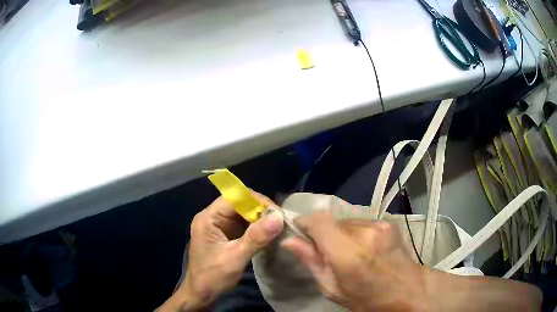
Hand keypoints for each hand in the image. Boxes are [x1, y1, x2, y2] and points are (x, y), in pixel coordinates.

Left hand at [157, 192, 283, 311]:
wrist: (201, 295)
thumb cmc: (213, 277)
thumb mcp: (235, 258)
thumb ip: (256, 237)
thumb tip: (279, 217)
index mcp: (208, 218)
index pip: (235, 198)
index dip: (257, 202)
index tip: (278, 213)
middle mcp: (213, 217)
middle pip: (240, 204)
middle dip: (261, 211)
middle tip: (281, 221)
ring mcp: (219, 227)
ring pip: (243, 215)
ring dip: (261, 220)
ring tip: (279, 227)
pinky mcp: (226, 236)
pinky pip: (244, 226)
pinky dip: (257, 229)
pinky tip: (270, 234)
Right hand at [281, 212, 424, 310]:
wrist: (407, 291)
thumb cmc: (366, 298)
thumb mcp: (332, 288)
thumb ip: (311, 261)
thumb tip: (288, 240)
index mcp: (348, 253)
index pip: (319, 221)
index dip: (305, 222)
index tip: (299, 232)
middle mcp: (364, 232)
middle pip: (333, 220)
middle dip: (324, 233)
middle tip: (327, 252)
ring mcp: (379, 224)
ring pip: (347, 220)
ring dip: (341, 233)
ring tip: (349, 251)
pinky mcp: (389, 222)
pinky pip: (362, 221)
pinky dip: (356, 232)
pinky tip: (365, 247)